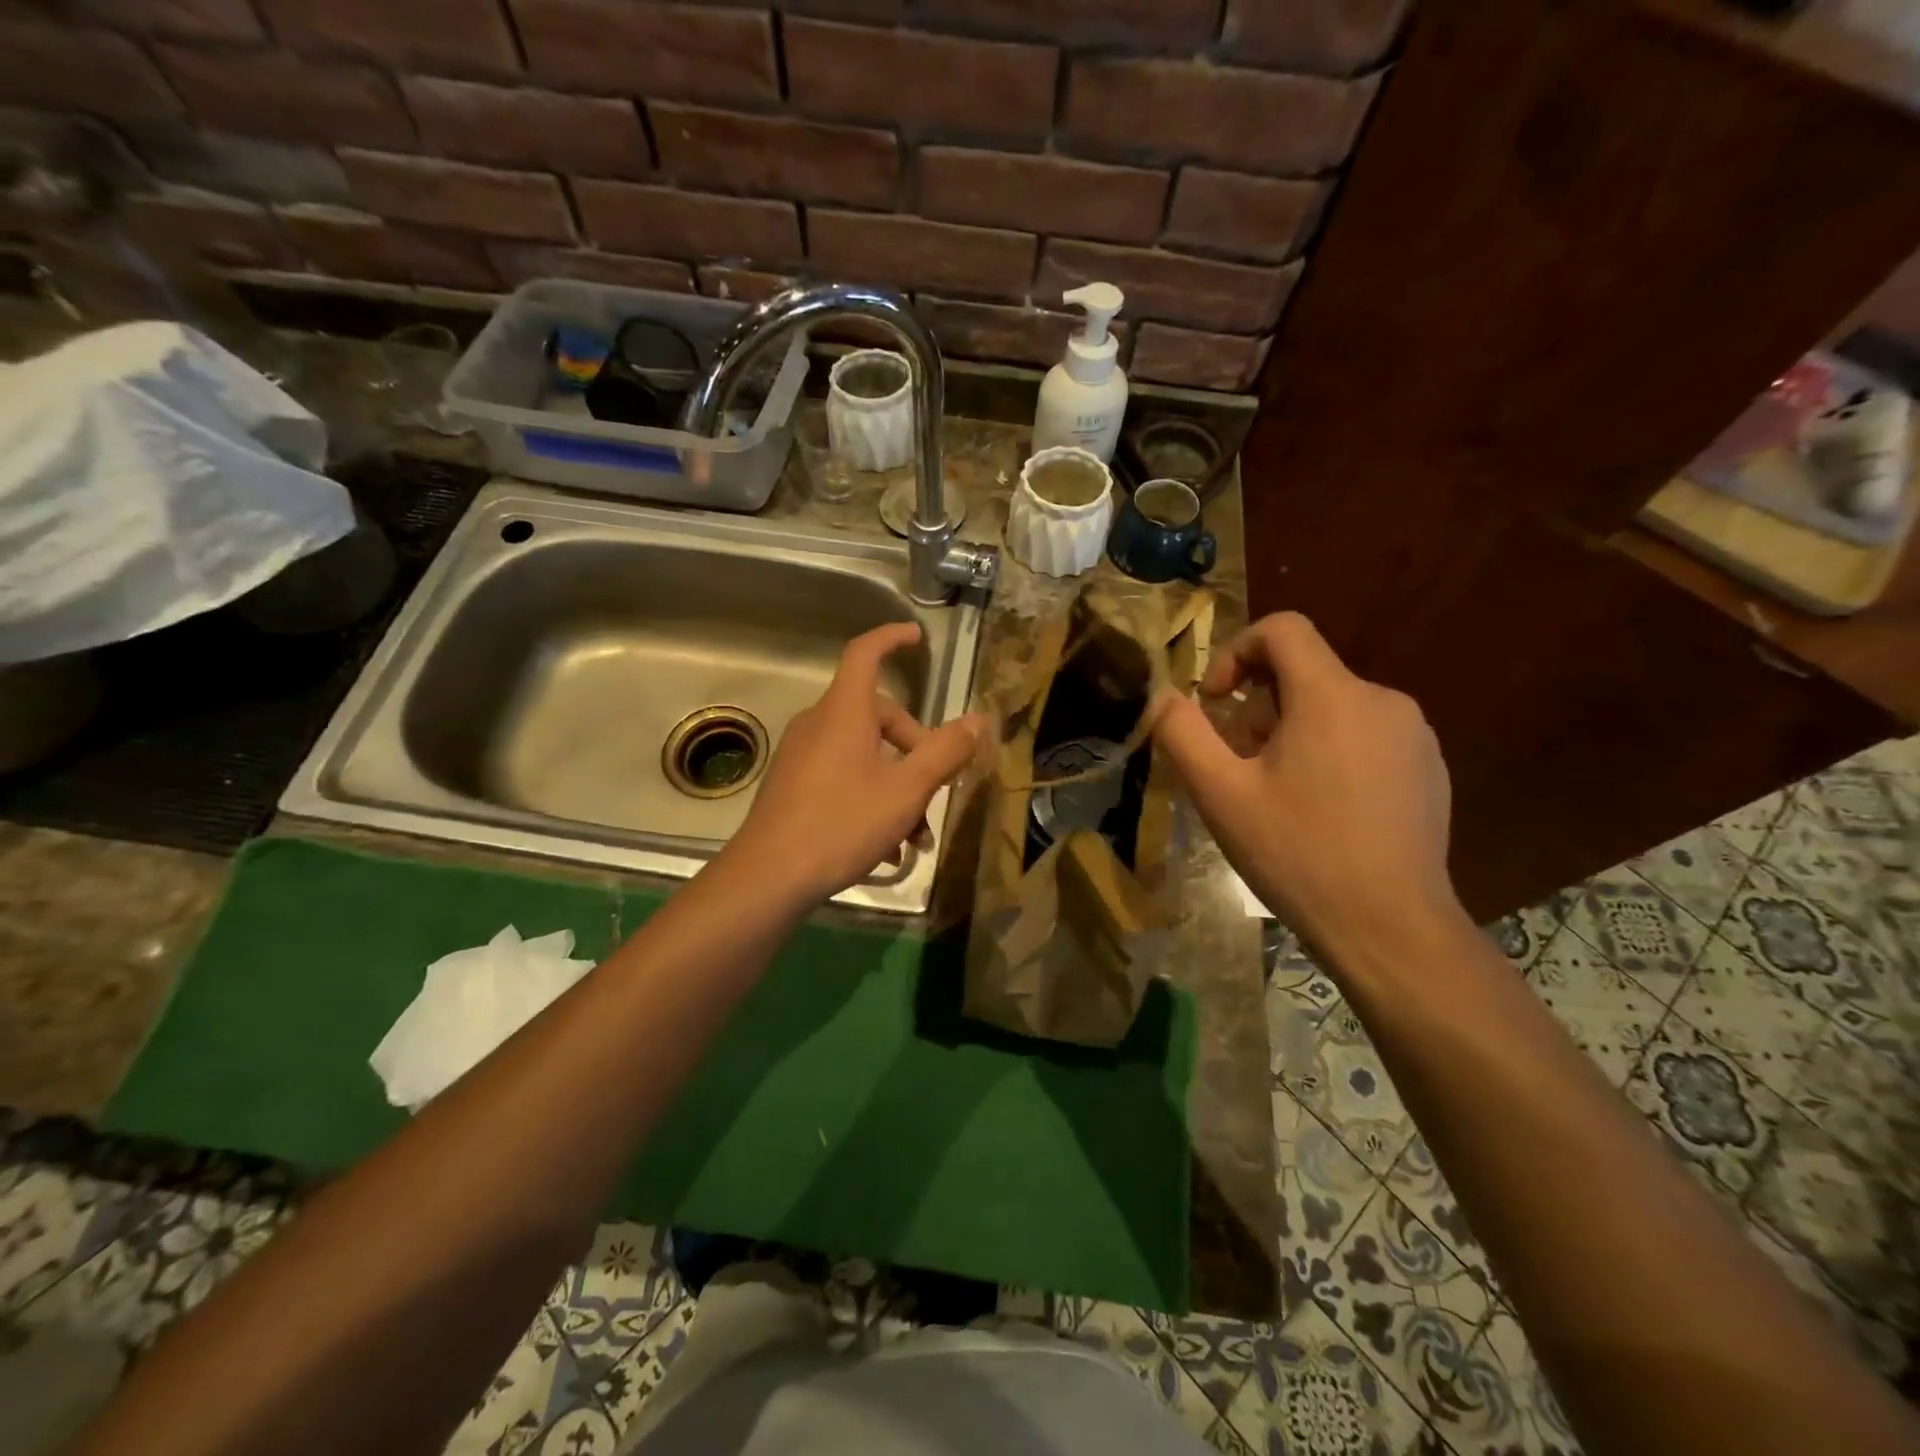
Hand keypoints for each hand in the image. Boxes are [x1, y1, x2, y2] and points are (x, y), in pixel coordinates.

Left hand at [724, 622, 985, 906]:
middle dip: (915, 749)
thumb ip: (945, 752)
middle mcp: (819, 724)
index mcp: (844, 712)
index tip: (916, 637)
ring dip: (898, 786)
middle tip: (937, 790)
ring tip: (916, 837)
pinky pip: (843, 776)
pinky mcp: (793, 784)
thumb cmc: (842, 824)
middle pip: (877, 716)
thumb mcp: (906, 791)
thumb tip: (977, 720)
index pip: (865, 653)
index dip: (891, 638)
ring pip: (864, 755)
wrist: (768, 877)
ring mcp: (802, 755)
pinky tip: (887, 847)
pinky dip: (871, 798)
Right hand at [1153, 612, 1464, 964]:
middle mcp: (1382, 699)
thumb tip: (1163, 697)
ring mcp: (1414, 735)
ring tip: (1278, 794)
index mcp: (1331, 696)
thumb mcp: (1220, 795)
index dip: (1237, 651)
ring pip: (1335, 706)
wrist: (1391, 927)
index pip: (1283, 629)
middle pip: (1305, 673)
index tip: (1216, 702)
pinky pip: (1366, 736)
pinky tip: (1323, 812)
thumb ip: (1183, 734)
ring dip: (1293, 733)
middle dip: (1259, 707)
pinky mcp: (1430, 767)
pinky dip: (1332, 753)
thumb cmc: (1297, 854)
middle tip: (1239, 766)